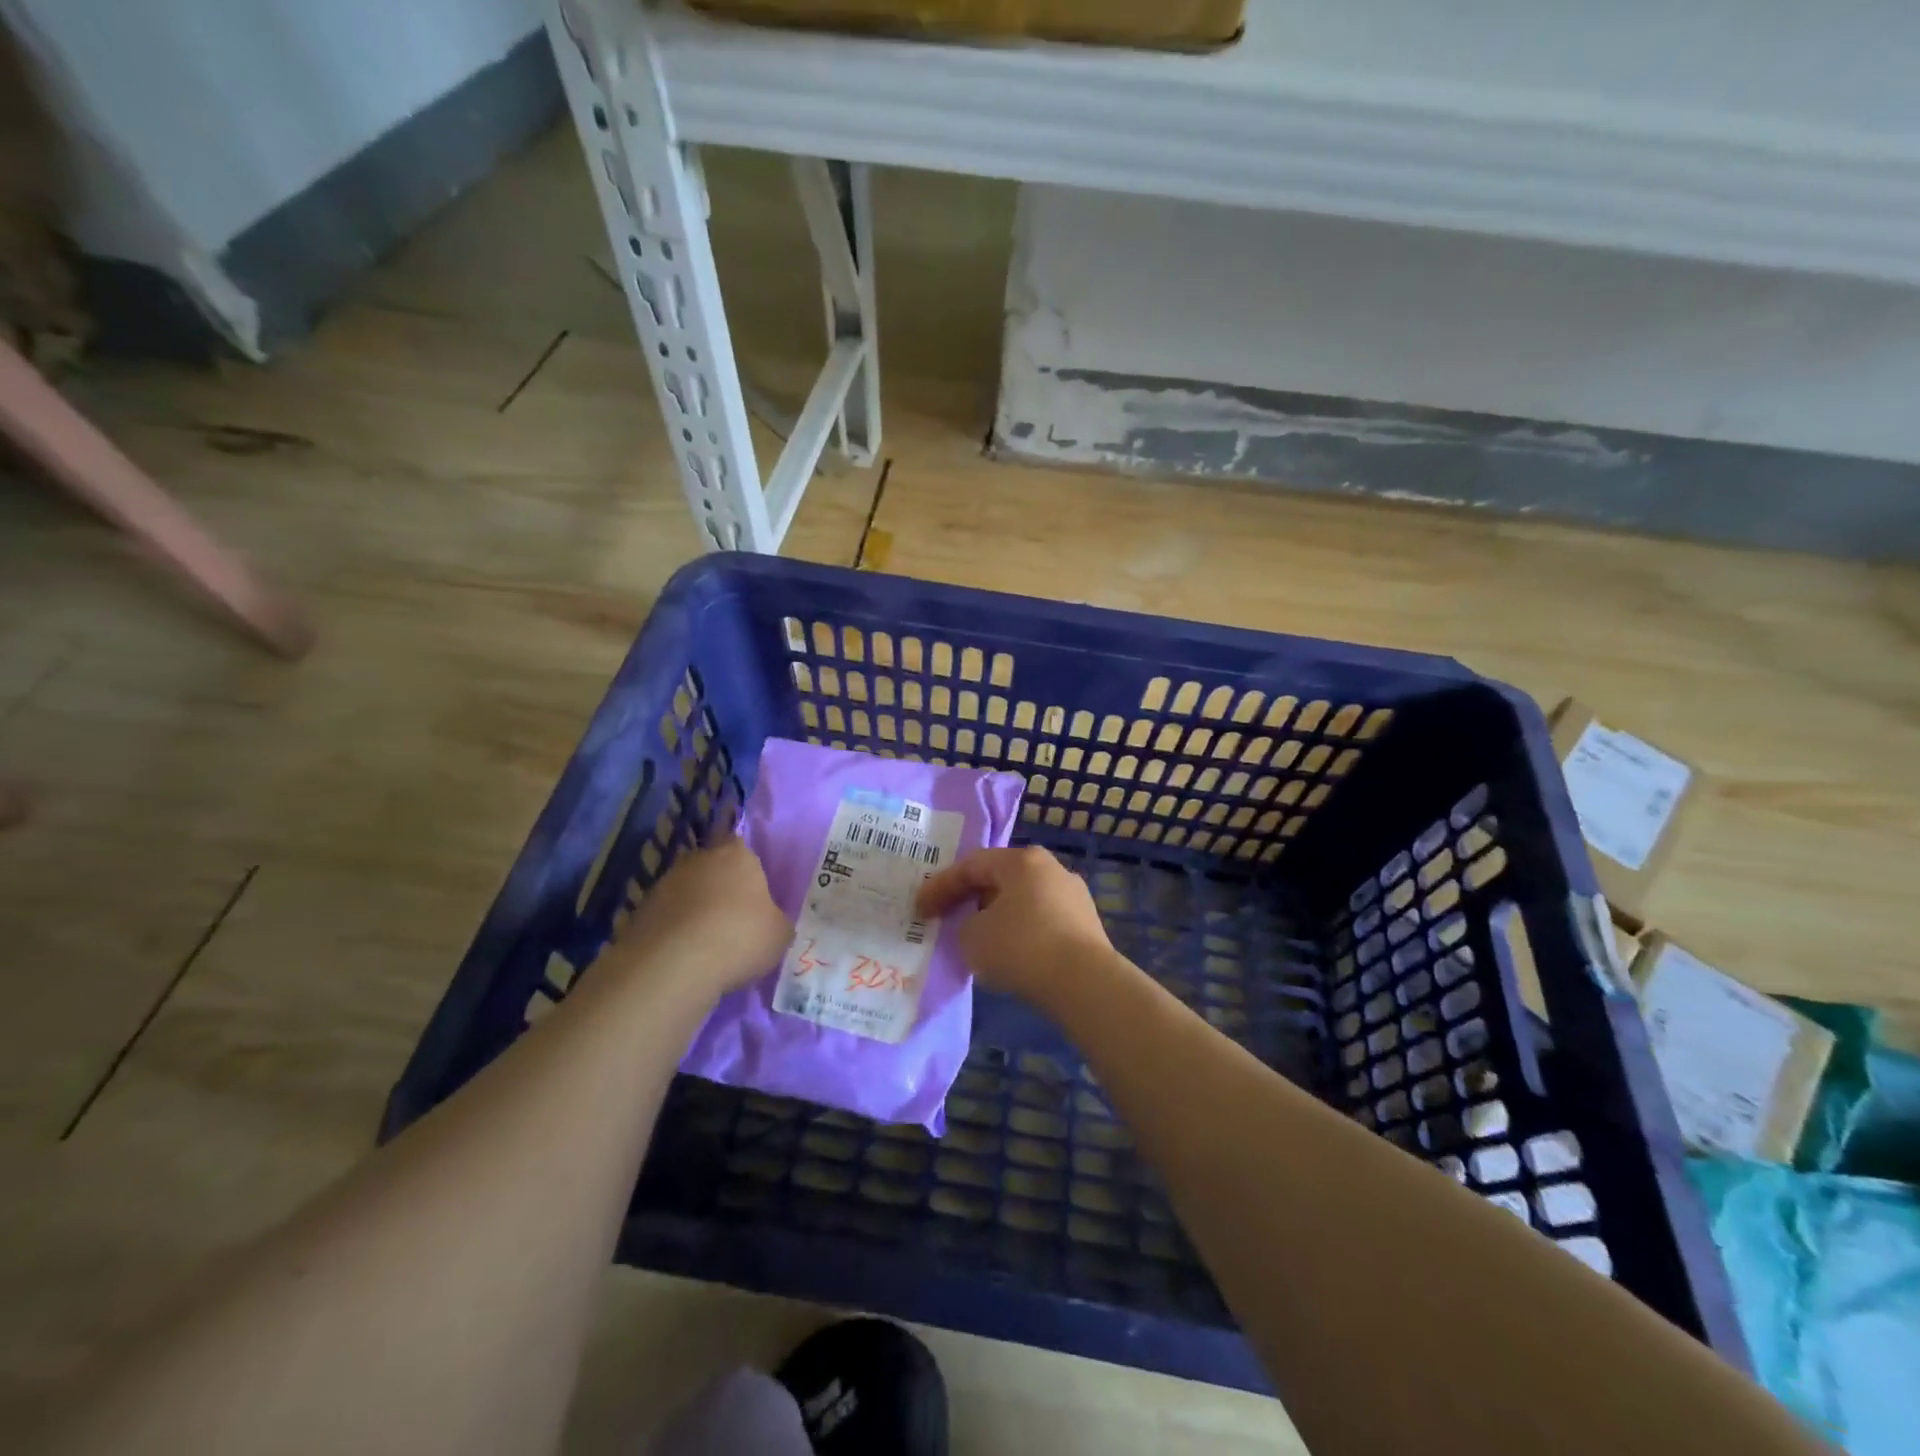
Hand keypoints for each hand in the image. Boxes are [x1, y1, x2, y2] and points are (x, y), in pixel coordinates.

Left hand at [604, 836, 790, 997]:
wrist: (673, 966)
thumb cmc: (739, 937)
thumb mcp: (779, 934)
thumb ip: (775, 921)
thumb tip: (770, 923)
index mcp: (736, 854)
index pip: (741, 846)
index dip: (747, 868)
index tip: (753, 892)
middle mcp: (697, 859)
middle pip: (711, 867)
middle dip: (720, 888)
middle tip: (733, 919)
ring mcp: (664, 884)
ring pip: (686, 892)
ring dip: (694, 910)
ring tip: (707, 944)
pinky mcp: (639, 912)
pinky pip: (666, 918)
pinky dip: (674, 932)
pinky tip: (684, 956)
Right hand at [914, 847, 1122, 1012]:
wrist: (1084, 982)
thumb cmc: (1020, 947)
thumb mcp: (971, 937)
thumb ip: (965, 925)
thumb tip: (979, 927)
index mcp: (1022, 860)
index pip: (971, 865)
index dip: (941, 886)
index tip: (921, 909)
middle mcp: (1051, 869)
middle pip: (1000, 879)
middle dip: (971, 899)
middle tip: (949, 919)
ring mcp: (1074, 896)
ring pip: (1023, 901)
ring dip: (997, 918)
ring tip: (979, 941)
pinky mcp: (1087, 926)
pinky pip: (1042, 922)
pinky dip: (1021, 934)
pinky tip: (1011, 956)